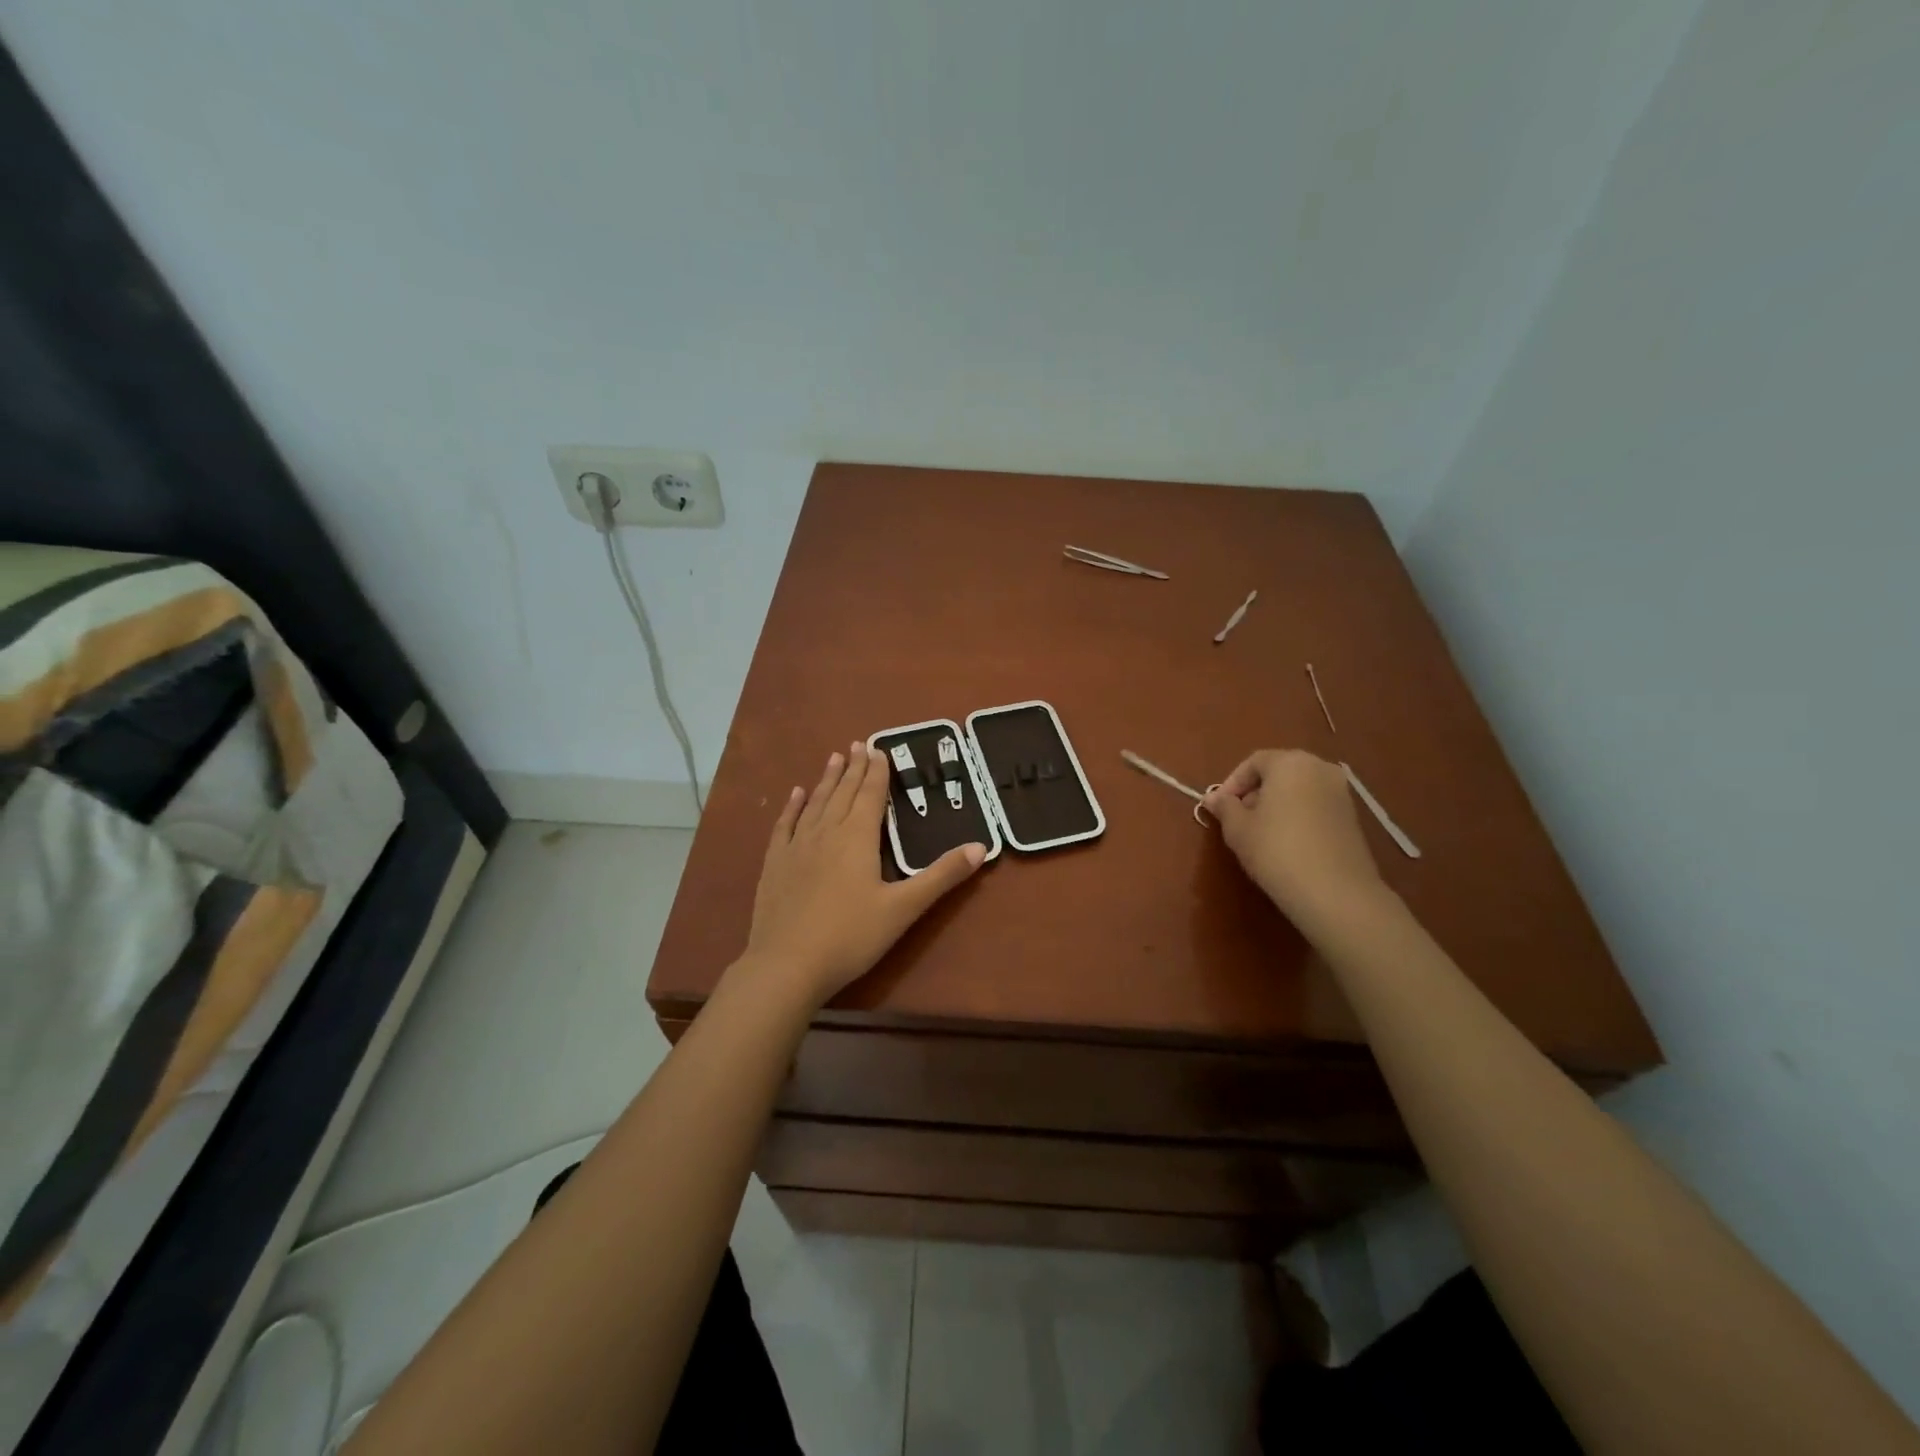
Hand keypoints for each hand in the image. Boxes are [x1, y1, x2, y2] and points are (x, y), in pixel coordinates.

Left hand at [743, 742, 985, 1007]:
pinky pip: (784, 825)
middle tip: (859, 744)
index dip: (876, 772)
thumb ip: (941, 876)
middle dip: (853, 768)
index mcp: (857, 838)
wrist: (787, 964)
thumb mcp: (904, 908)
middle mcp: (826, 833)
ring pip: (815, 804)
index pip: (870, 796)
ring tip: (834, 758)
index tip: (879, 749)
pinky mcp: (774, 865)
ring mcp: (796, 847)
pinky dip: (792, 807)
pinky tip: (795, 795)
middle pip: (843, 793)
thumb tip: (980, 847)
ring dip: (827, 780)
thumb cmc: (851, 937)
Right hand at [1203, 749, 1387, 927]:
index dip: (1232, 783)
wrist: (1334, 892)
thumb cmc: (1276, 850)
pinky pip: (1316, 806)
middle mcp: (1320, 768)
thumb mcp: (1238, 829)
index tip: (1219, 807)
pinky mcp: (1353, 817)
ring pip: (1299, 789)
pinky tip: (1287, 843)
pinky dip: (1298, 816)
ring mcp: (1341, 792)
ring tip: (1260, 833)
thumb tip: (1213, 798)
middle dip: (1255, 792)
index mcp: (1290, 762)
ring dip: (1276, 804)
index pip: (1254, 762)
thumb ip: (1224, 807)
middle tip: (1238, 819)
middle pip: (1279, 772)